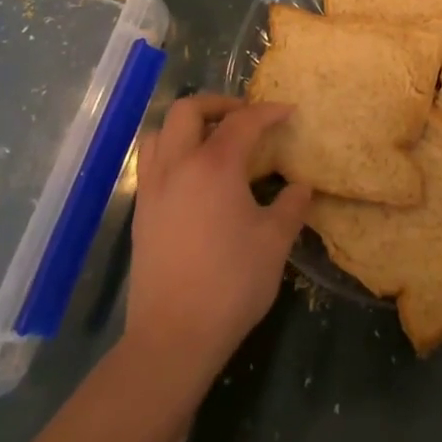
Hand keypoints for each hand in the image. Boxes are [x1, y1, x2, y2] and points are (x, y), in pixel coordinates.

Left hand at [125, 94, 310, 384]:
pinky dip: (172, 152)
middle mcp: (178, 166)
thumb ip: (291, 206)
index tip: (287, 112)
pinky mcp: (140, 213)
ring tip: (211, 140)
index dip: (268, 112)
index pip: (243, 121)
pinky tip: (193, 177)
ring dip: (186, 125)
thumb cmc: (231, 284)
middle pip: (188, 110)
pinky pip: (151, 162)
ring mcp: (153, 189)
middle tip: (243, 117)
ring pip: (160, 132)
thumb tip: (300, 187)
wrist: (173, 338)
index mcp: (214, 165)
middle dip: (218, 104)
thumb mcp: (275, 242)